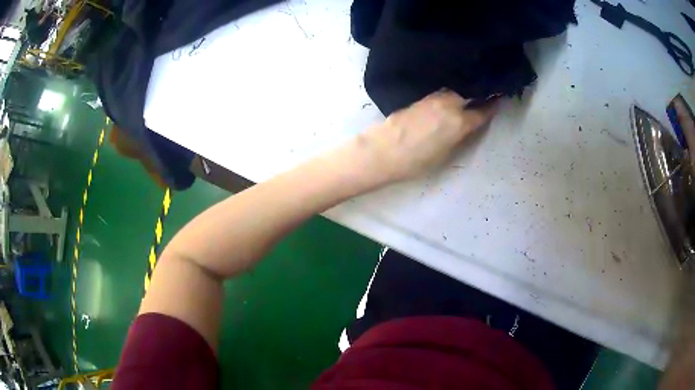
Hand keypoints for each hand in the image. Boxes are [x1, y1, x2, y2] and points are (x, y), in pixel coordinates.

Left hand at [355, 91, 498, 185]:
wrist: (382, 150)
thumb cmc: (415, 161)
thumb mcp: (444, 154)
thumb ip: (458, 136)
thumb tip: (465, 125)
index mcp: (459, 123)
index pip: (482, 111)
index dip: (492, 105)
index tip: (499, 99)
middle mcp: (448, 104)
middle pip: (469, 92)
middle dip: (478, 91)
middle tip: (484, 91)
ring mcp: (432, 98)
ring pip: (454, 90)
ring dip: (462, 90)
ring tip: (468, 92)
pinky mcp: (420, 97)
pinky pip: (440, 91)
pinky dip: (448, 93)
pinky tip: (448, 97)